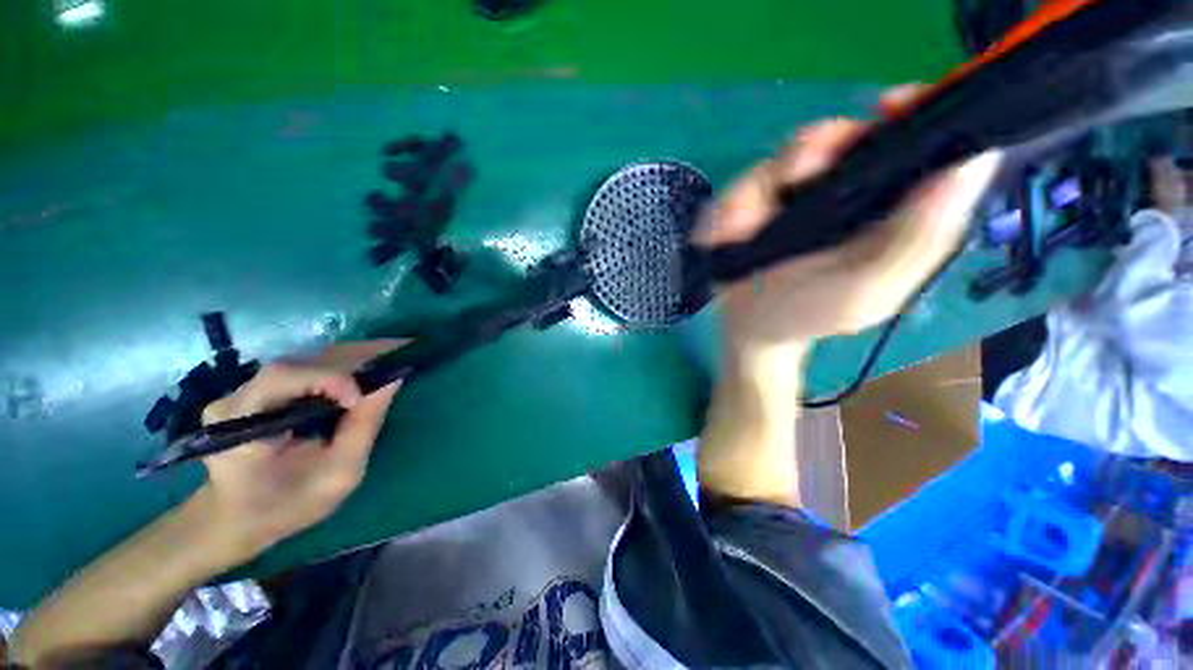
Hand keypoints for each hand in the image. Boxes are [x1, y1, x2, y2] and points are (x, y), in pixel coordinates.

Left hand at [196, 341, 403, 559]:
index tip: (362, 398)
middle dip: (356, 356)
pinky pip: (310, 369)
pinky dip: (345, 365)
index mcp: (240, 422)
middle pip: (303, 362)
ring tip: (393, 354)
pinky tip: (370, 366)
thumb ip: (362, 428)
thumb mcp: (334, 476)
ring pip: (309, 361)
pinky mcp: (263, 390)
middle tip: (402, 349)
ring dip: (355, 356)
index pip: (285, 378)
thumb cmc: (285, 507)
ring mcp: (248, 389)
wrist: (237, 518)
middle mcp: (238, 395)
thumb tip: (392, 381)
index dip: (330, 379)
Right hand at [694, 87, 1000, 353]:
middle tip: (794, 177)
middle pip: (839, 137)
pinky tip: (723, 236)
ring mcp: (796, 197)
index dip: (911, 112)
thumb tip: (970, 164)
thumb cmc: (806, 315)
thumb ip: (918, 240)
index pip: (916, 142)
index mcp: (890, 210)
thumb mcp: (865, 291)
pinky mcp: (757, 204)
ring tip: (739, 228)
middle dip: (814, 149)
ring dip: (757, 188)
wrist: (749, 329)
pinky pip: (741, 186)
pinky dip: (729, 208)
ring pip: (781, 158)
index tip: (889, 105)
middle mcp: (846, 193)